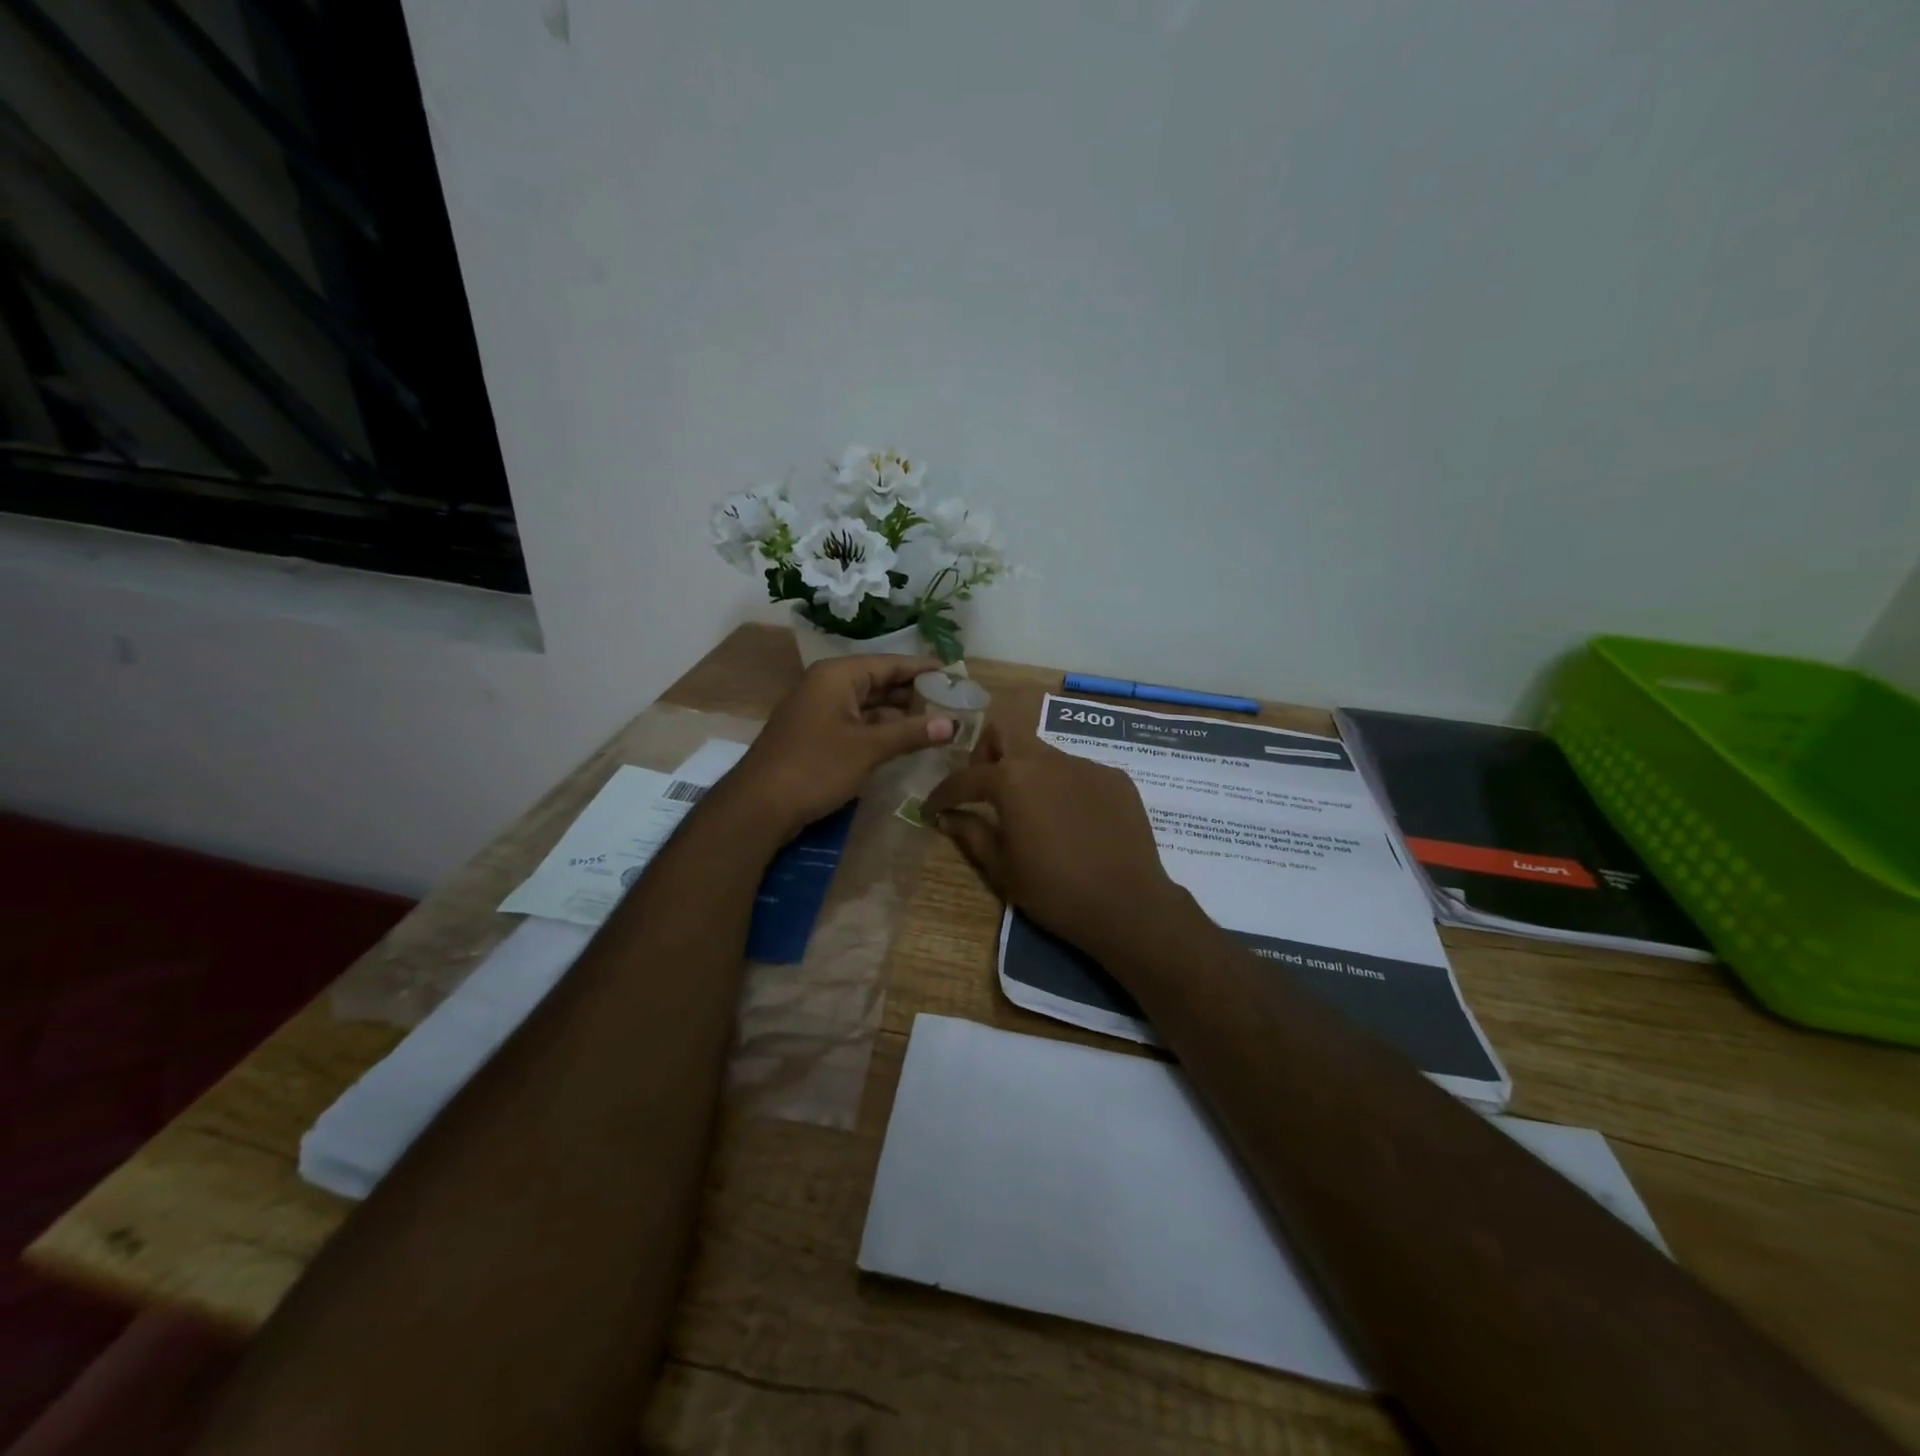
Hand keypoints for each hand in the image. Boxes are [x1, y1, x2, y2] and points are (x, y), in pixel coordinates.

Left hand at [728, 655, 954, 838]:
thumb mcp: (869, 749)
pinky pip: (856, 722)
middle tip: (953, 702)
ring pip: (868, 705)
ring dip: (899, 714)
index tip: (955, 674)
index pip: (890, 663)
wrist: (759, 805)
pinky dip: (881, 730)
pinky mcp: (815, 735)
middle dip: (914, 693)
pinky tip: (905, 741)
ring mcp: (819, 710)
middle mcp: (827, 685)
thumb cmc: (816, 766)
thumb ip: (912, 733)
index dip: (923, 669)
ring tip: (937, 722)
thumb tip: (952, 725)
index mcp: (838, 675)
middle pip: (879, 682)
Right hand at [923, 721, 1190, 962]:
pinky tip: (1072, 821)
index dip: (942, 793)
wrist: (1127, 904)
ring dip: (1027, 773)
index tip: (932, 808)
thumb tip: (946, 816)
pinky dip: (1063, 788)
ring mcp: (1086, 765)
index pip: (965, 777)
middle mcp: (1047, 760)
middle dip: (986, 752)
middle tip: (984, 787)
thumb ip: (970, 833)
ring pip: (1044, 754)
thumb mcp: (1002, 868)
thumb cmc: (1054, 890)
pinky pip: (1078, 772)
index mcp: (1012, 779)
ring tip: (1032, 810)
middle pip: (1005, 732)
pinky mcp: (1115, 778)